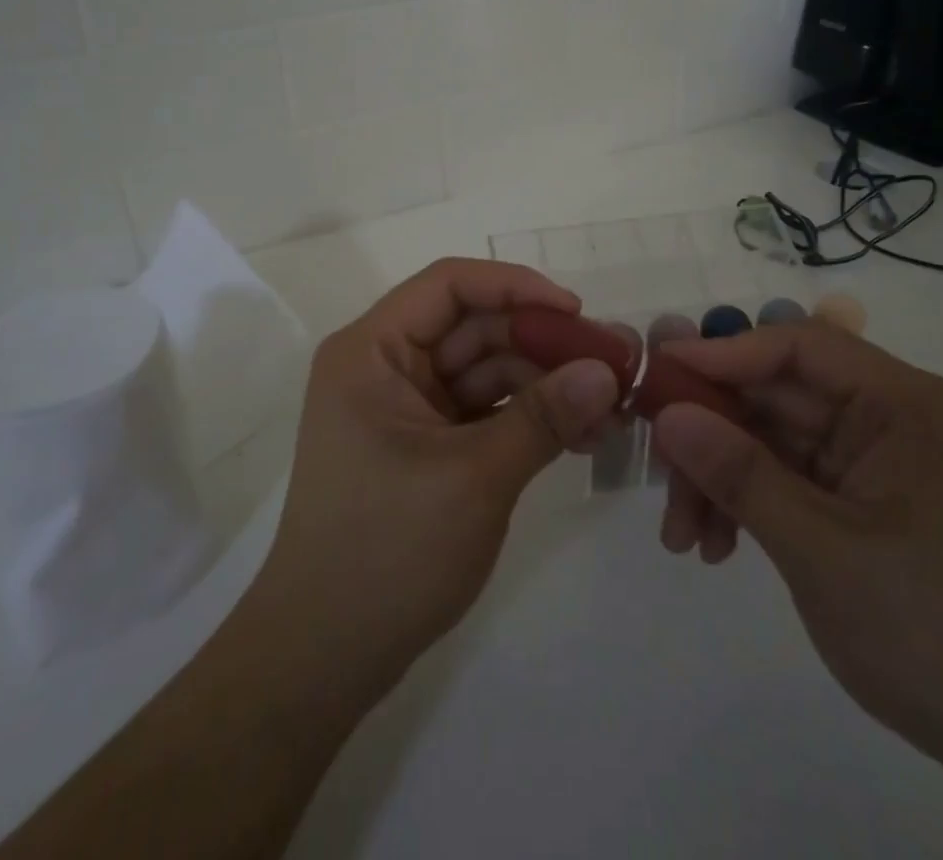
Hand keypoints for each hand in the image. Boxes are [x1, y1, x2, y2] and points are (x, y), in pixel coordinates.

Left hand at [251, 258, 620, 694]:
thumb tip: (609, 371)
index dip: (515, 286)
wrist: (325, 656)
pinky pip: (484, 411)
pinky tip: (580, 435)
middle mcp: (385, 366)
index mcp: (372, 350)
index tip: (577, 312)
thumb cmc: (386, 551)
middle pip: (474, 329)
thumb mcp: (474, 477)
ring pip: (486, 371)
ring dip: (545, 385)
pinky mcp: (426, 444)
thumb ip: (544, 417)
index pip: (449, 286)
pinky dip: (529, 418)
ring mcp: (406, 407)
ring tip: (611, 410)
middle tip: (616, 365)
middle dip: (544, 344)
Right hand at [649, 320, 942, 859]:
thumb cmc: (941, 635)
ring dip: (722, 478)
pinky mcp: (865, 503)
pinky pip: (788, 480)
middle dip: (711, 435)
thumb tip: (667, 413)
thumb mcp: (824, 551)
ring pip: (772, 441)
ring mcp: (876, 462)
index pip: (798, 346)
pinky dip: (748, 504)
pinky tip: (719, 549)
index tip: (658, 373)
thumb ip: (740, 474)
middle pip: (775, 397)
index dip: (723, 353)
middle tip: (657, 474)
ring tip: (685, 540)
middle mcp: (889, 418)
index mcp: (902, 404)